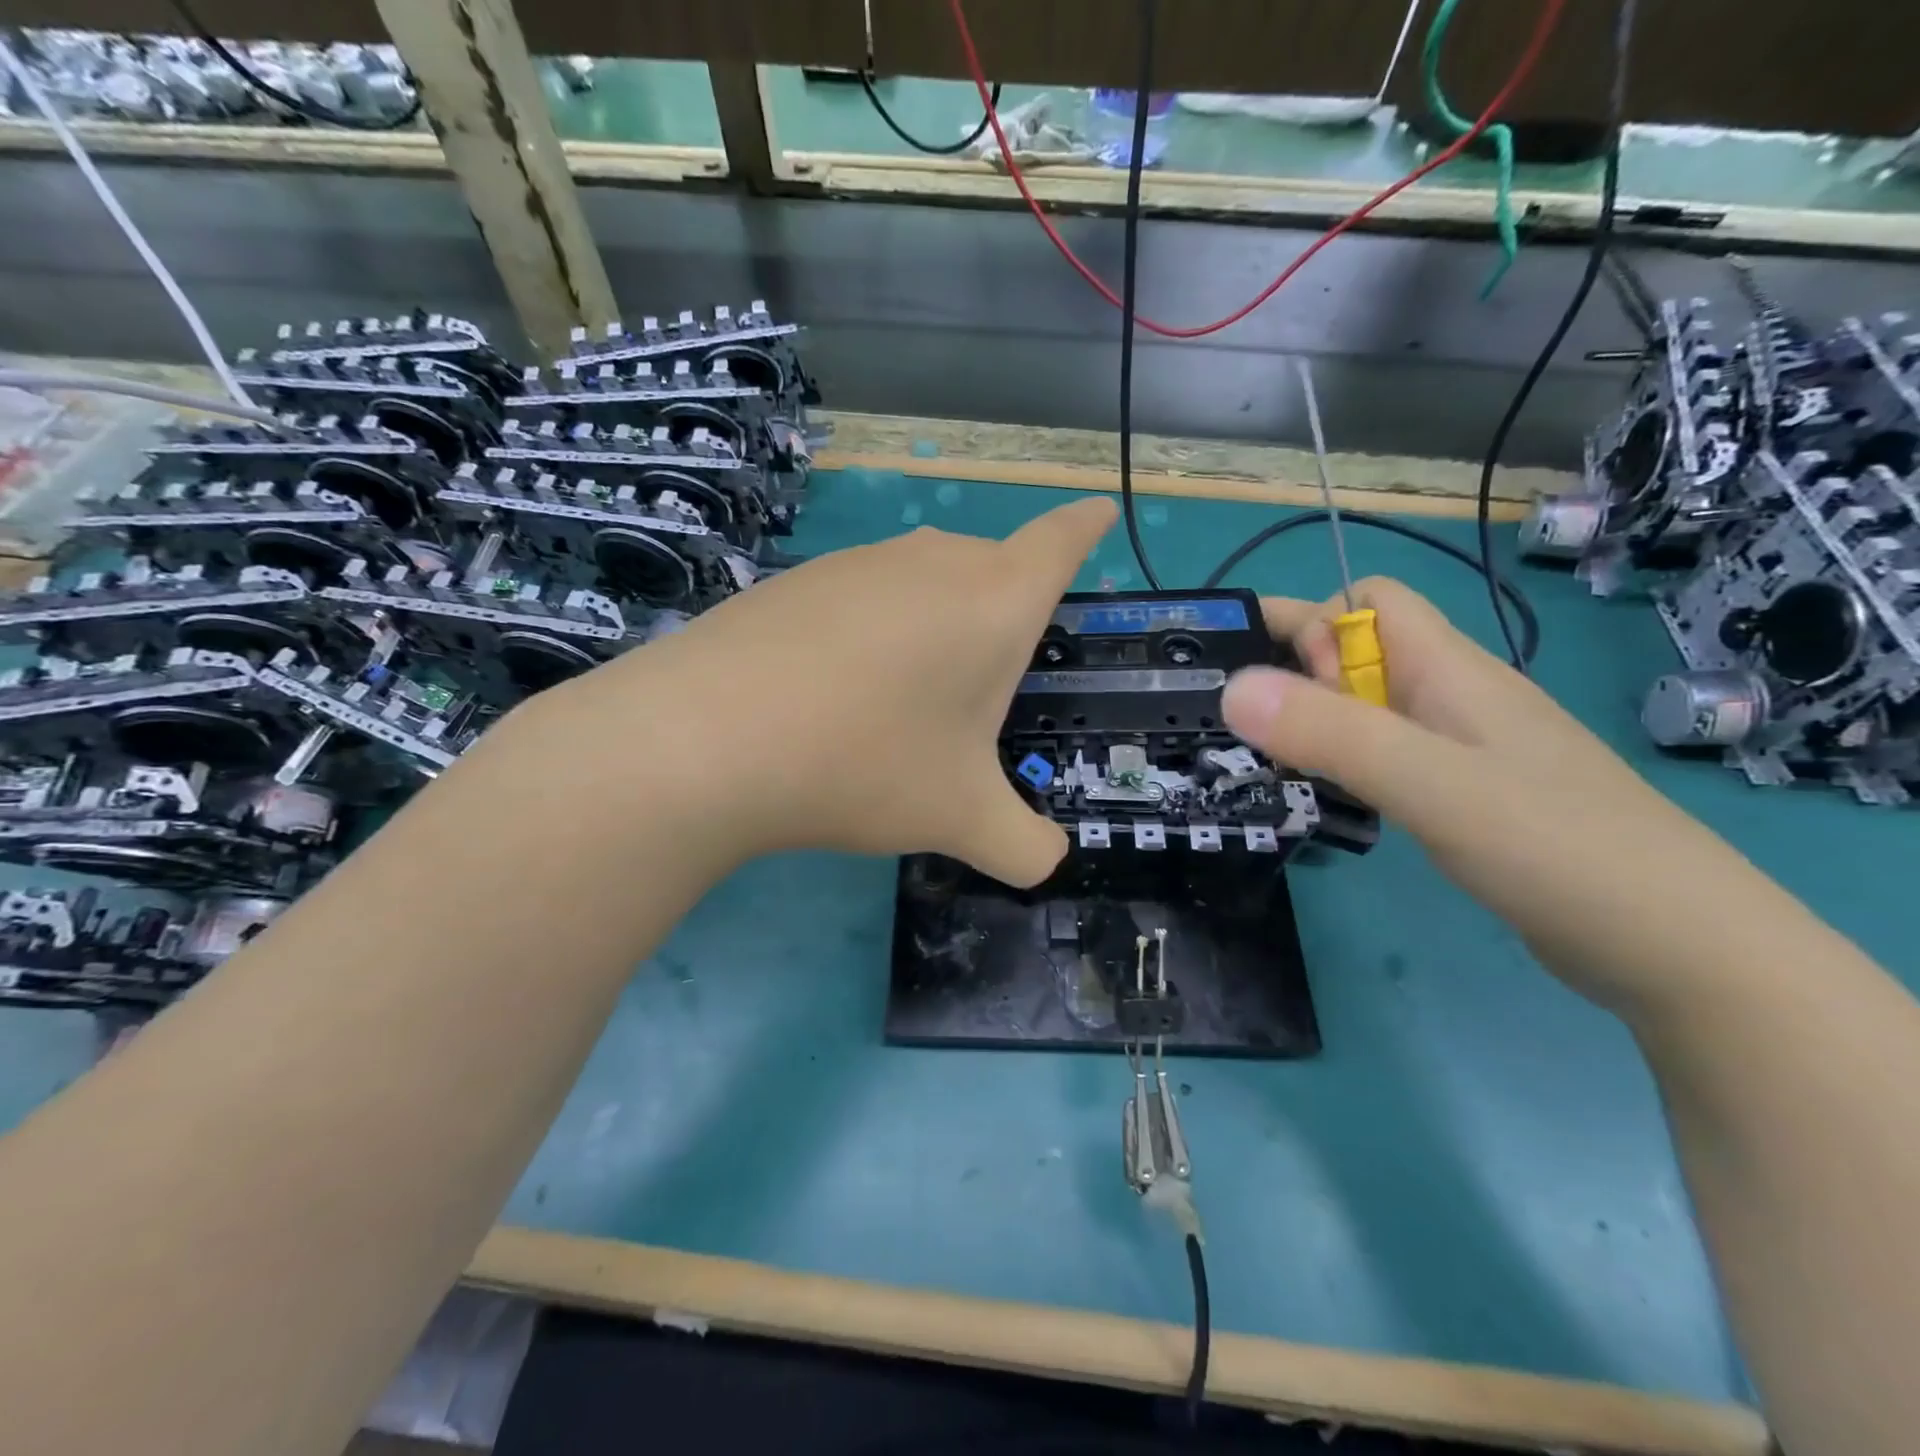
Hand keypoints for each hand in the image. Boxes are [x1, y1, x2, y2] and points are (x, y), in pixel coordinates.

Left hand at [542, 497, 1117, 886]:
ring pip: (924, 583)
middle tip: (985, 684)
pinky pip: (863, 598)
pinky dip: (873, 633)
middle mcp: (933, 562)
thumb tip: (1046, 862)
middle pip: (991, 569)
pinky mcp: (798, 579)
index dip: (1084, 527)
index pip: (1060, 542)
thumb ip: (1024, 847)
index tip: (1100, 512)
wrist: (707, 740)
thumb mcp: (962, 818)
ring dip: (934, 627)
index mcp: (995, 601)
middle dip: (1003, 613)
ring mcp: (859, 563)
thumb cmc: (866, 764)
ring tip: (904, 700)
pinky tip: (836, 690)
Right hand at [1220, 577, 1783, 1015]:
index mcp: (1450, 671)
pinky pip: (1386, 754)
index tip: (1255, 675)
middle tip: (1237, 725)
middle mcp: (1453, 697)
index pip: (1367, 601)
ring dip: (1313, 720)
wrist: (1682, 949)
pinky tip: (1323, 795)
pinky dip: (1343, 761)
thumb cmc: (1558, 848)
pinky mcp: (1466, 796)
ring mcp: (1463, 749)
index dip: (1308, 622)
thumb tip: (1231, 688)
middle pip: (1360, 653)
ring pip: (1369, 708)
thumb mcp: (1432, 785)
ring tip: (1261, 760)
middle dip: (1294, 672)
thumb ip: (1331, 734)